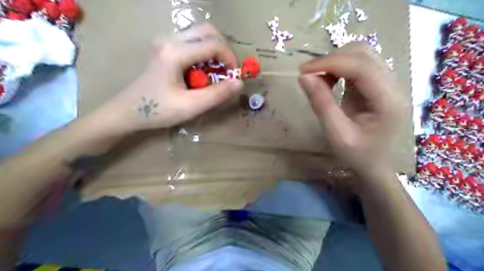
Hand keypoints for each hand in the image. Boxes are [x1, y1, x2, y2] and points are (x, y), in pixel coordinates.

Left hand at [98, 23, 241, 132]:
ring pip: (199, 35)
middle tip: (227, 71)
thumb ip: (217, 94)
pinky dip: (204, 54)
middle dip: (223, 50)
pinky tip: (201, 72)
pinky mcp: (165, 48)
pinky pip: (191, 43)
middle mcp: (170, 39)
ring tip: (215, 73)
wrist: (128, 111)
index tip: (234, 77)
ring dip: (214, 51)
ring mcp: (165, 42)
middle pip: (207, 31)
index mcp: (175, 52)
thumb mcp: (191, 106)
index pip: (213, 44)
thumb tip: (239, 83)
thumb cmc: (158, 110)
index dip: (230, 59)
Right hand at [299, 42, 407, 176]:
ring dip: (335, 62)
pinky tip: (329, 81)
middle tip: (308, 76)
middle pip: (363, 54)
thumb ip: (322, 104)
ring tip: (318, 79)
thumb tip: (304, 77)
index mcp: (389, 101)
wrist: (376, 164)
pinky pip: (357, 65)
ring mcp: (387, 83)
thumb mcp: (337, 135)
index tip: (302, 71)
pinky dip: (338, 68)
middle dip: (332, 60)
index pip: (361, 67)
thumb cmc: (358, 155)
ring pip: (361, 55)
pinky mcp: (377, 84)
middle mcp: (393, 85)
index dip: (330, 62)